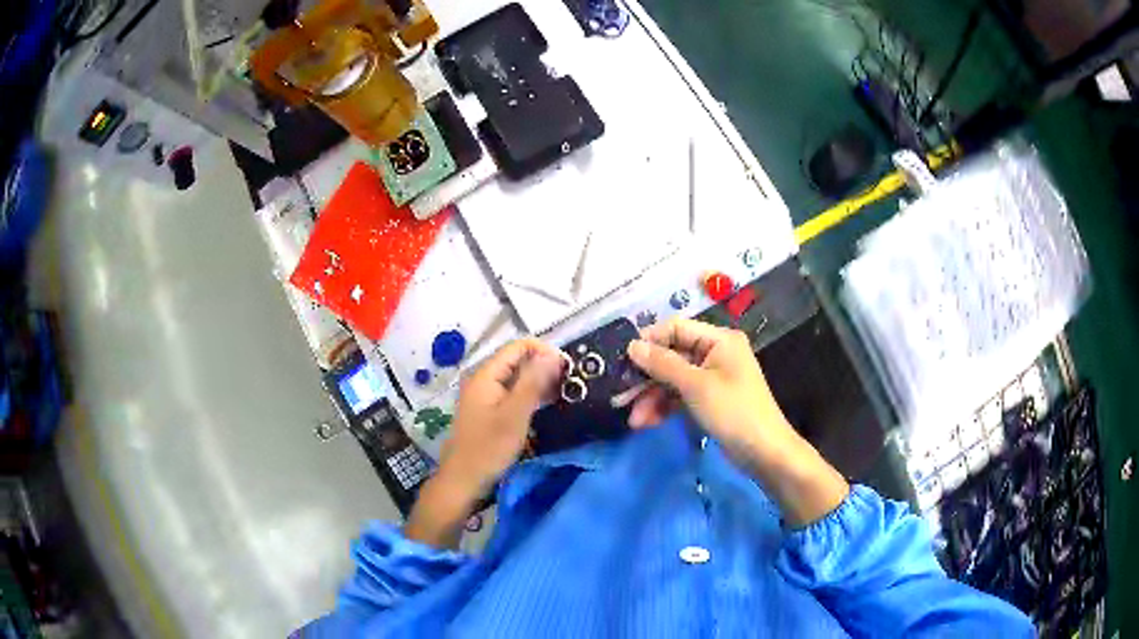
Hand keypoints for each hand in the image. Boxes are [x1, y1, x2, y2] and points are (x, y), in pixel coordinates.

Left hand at [437, 337, 564, 497]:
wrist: (463, 482)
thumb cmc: (488, 449)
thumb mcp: (515, 415)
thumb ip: (533, 383)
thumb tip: (554, 354)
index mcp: (486, 375)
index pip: (519, 346)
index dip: (545, 352)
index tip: (568, 370)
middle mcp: (484, 380)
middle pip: (518, 361)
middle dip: (545, 367)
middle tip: (571, 385)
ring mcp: (485, 397)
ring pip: (517, 379)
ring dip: (540, 383)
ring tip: (564, 395)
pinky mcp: (489, 412)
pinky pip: (513, 395)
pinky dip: (530, 397)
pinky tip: (546, 408)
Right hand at [626, 319, 847, 526]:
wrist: (764, 452)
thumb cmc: (733, 412)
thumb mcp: (695, 386)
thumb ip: (662, 364)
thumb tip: (632, 345)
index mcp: (719, 339)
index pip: (676, 328)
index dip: (649, 341)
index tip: (623, 360)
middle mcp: (716, 353)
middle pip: (672, 356)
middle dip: (647, 378)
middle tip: (620, 396)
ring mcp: (713, 378)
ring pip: (673, 380)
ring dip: (652, 398)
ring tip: (633, 420)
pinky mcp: (710, 400)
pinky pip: (681, 396)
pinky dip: (665, 407)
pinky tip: (647, 423)